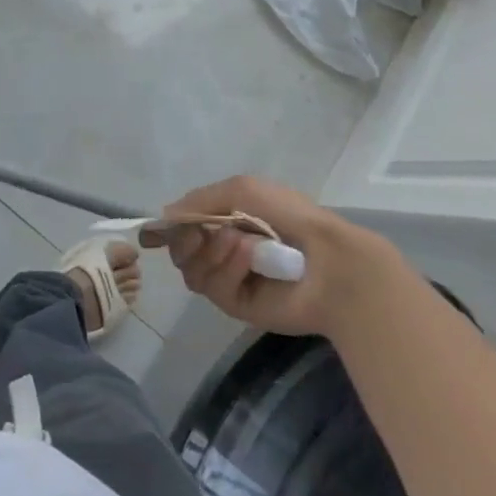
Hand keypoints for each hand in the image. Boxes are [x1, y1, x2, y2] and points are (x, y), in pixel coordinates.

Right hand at [159, 175, 387, 337]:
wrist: (329, 260)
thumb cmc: (288, 215)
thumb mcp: (241, 189)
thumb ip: (199, 200)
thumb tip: (165, 215)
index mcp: (226, 220)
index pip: (184, 226)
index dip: (173, 225)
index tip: (167, 224)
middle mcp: (223, 249)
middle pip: (181, 251)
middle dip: (185, 239)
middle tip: (198, 233)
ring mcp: (230, 279)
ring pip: (192, 270)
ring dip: (210, 250)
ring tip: (239, 241)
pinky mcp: (238, 306)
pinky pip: (213, 287)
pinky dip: (227, 267)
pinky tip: (249, 255)